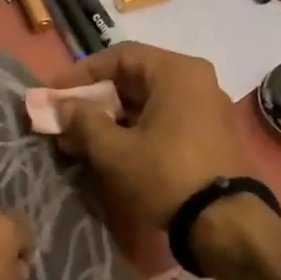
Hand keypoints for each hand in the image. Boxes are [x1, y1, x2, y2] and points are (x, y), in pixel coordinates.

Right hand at [48, 43, 254, 233]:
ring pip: (145, 102)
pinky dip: (131, 129)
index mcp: (177, 73)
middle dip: (93, 99)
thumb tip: (62, 106)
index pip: (119, 56)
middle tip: (63, 118)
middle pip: (133, 78)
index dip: (81, 72)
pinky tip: (106, 150)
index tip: (54, 93)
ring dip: (108, 117)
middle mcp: (196, 82)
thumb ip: (83, 121)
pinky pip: (160, 120)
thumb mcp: (114, 150)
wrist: (225, 223)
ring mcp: (204, 109)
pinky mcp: (206, 136)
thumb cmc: (166, 175)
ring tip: (76, 139)